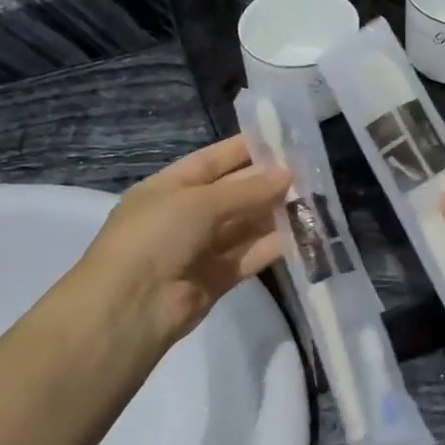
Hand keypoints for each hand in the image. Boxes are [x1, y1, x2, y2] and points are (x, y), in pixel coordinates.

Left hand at [74, 136, 289, 352]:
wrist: (131, 306)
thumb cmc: (156, 236)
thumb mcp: (199, 202)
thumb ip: (245, 190)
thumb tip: (287, 175)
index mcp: (167, 189)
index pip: (209, 162)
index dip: (241, 150)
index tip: (279, 139)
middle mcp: (183, 217)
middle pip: (231, 194)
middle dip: (265, 183)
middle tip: (308, 171)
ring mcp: (199, 250)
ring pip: (243, 226)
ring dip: (274, 214)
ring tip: (313, 200)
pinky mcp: (217, 280)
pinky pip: (249, 257)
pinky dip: (272, 246)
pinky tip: (302, 234)